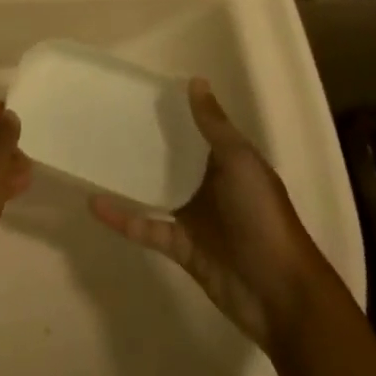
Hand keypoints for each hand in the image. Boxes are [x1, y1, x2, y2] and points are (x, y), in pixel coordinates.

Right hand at [89, 78, 324, 350]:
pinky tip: (95, 204)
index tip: (138, 92)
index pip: (196, 129)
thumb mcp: (240, 163)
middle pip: (171, 158)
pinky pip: (146, 227)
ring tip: (95, 156)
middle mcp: (209, 185)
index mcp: (227, 162)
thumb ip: (214, 126)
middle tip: (106, 118)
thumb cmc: (262, 217)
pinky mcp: (181, 247)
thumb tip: (195, 80)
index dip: (172, 111)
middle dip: (145, 141)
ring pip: (155, 190)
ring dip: (130, 177)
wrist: (281, 296)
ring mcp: (194, 217)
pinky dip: (122, 217)